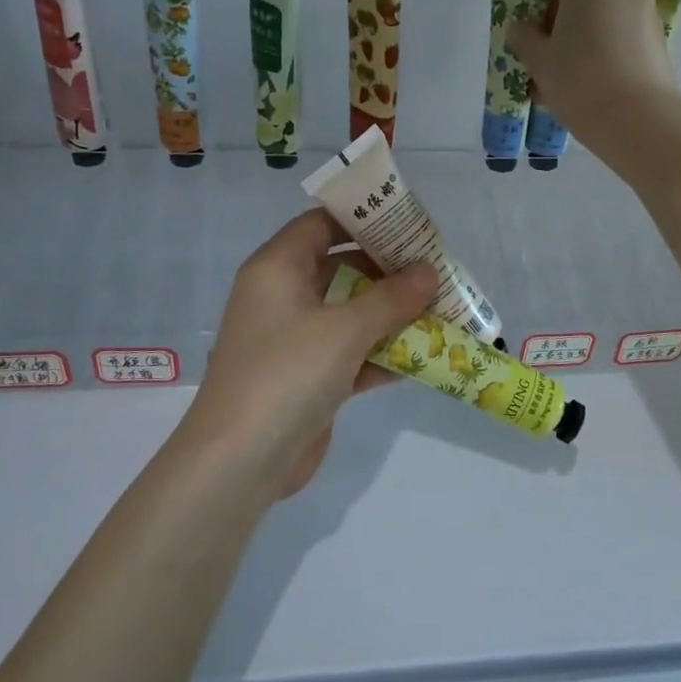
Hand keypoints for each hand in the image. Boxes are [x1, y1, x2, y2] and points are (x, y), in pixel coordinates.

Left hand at [188, 210, 438, 498]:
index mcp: (277, 269)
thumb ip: (391, 297)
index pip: (321, 224)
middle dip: (387, 270)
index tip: (407, 222)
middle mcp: (283, 297)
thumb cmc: (287, 374)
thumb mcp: (345, 329)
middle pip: (340, 268)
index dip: (363, 220)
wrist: (240, 462)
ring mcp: (295, 340)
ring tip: (440, 309)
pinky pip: (351, 352)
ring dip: (390, 314)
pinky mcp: (307, 377)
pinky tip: (423, 356)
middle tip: (434, 268)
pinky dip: (381, 353)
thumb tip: (429, 271)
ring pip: (349, 313)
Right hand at [506, 0, 680, 159]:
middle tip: (554, 72)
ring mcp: (649, 13)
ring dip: (588, 50)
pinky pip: (626, 45)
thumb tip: (519, 28)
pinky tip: (599, 93)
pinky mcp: (662, 41)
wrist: (638, 118)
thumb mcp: (537, 60)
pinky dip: (611, 60)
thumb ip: (522, 37)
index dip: (545, 21)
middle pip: (585, 7)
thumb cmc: (579, 79)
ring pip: (606, 28)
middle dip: (568, 35)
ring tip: (574, 90)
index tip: (541, 52)